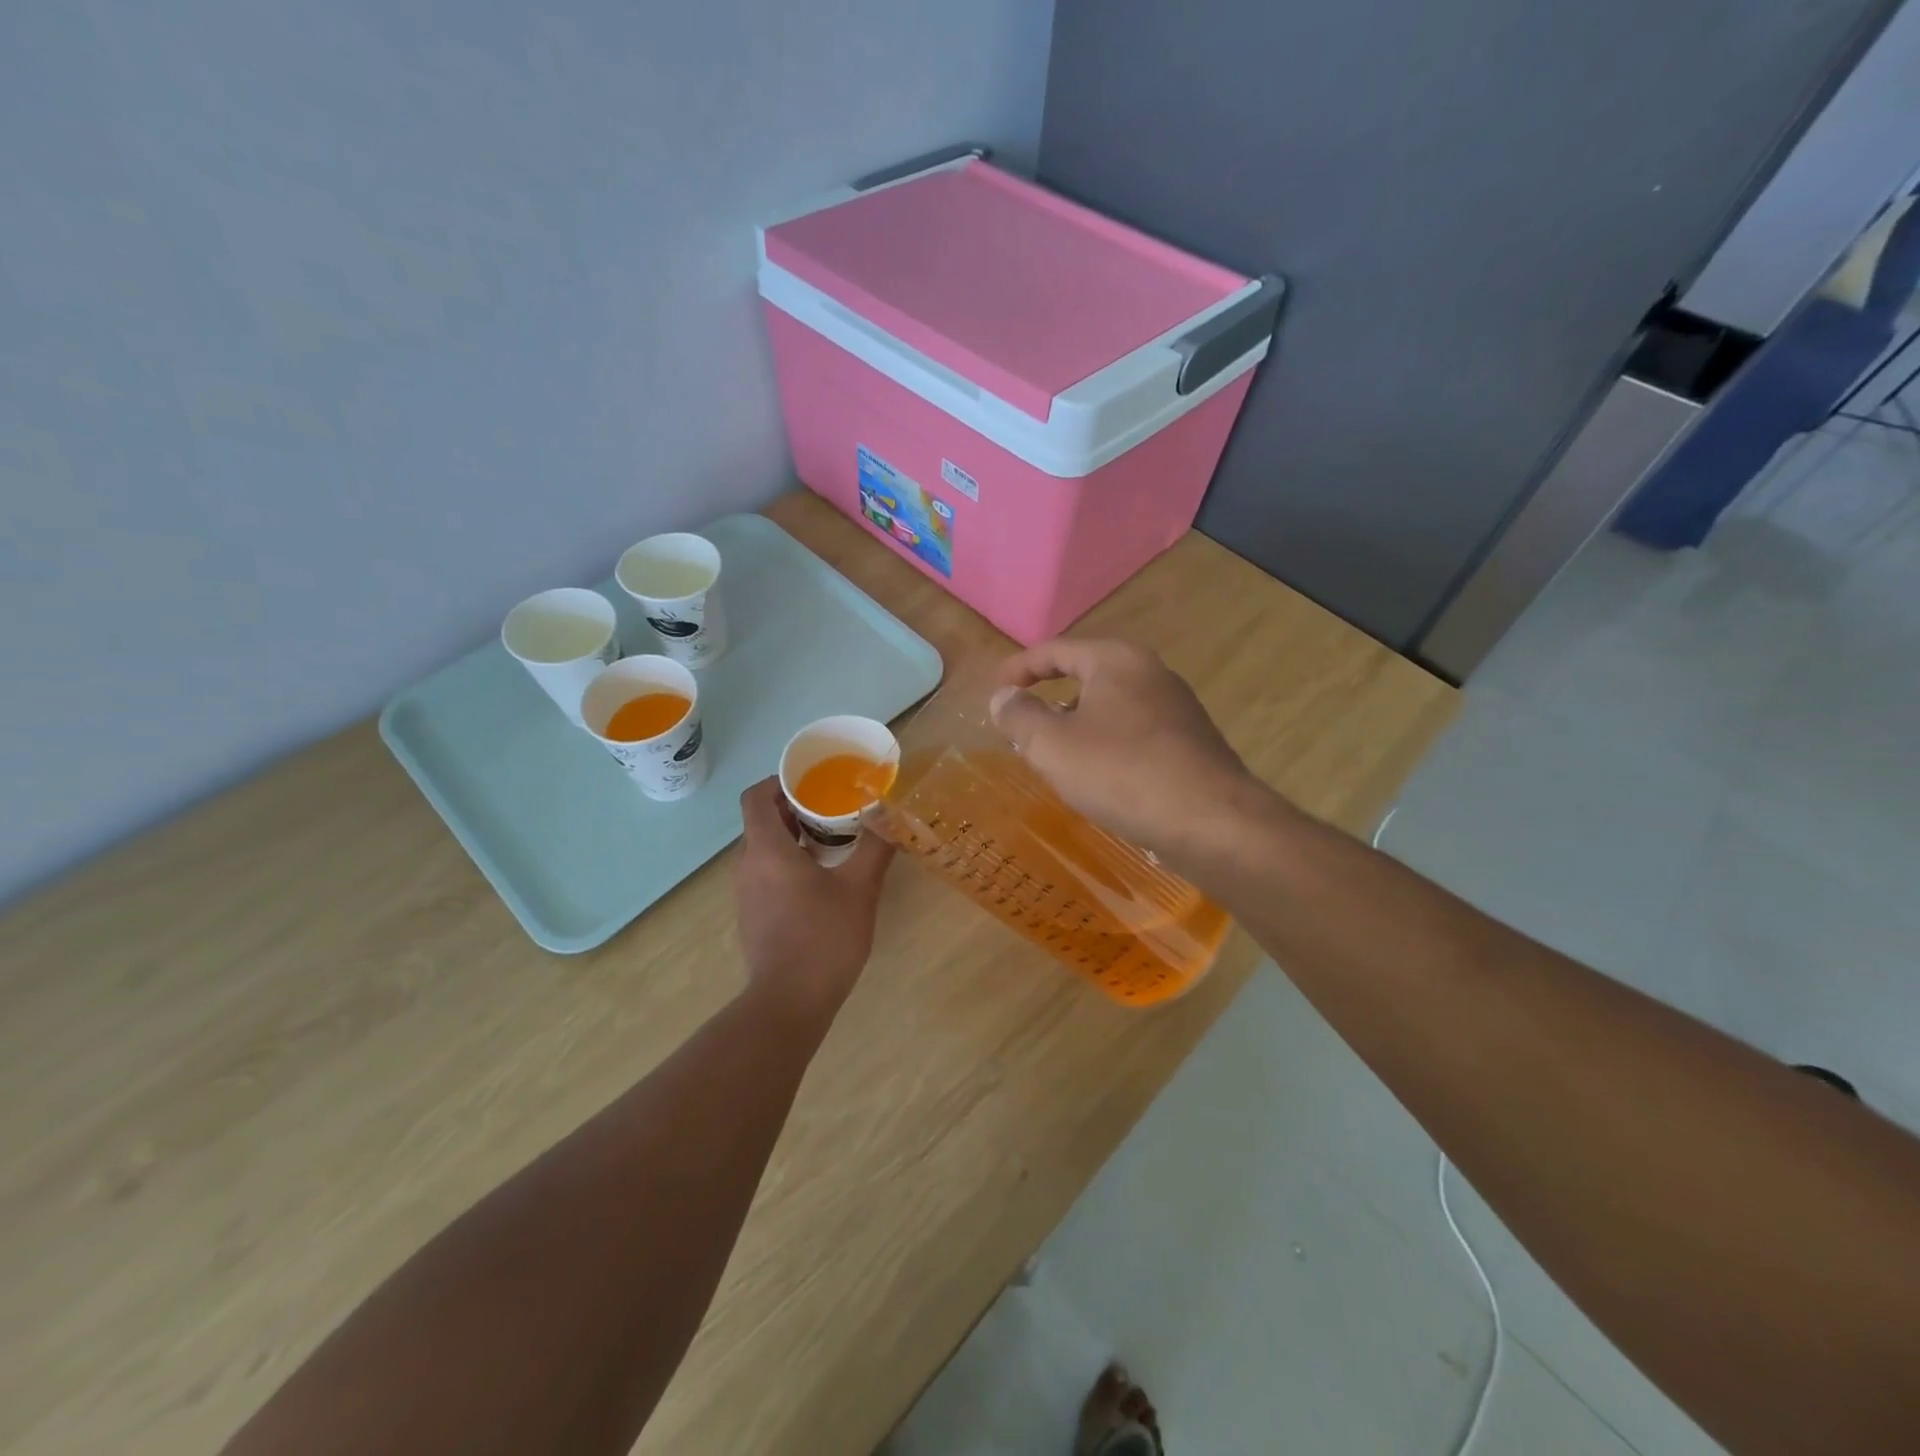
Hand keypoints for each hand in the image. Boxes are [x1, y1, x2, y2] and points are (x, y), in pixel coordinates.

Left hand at [732, 777, 894, 1016]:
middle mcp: (747, 865)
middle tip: (833, 808)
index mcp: (767, 850)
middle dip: (795, 808)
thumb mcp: (860, 888)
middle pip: (761, 821)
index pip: (755, 797)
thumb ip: (875, 846)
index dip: (779, 781)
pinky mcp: (751, 915)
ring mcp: (745, 893)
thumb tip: (890, 813)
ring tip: (833, 840)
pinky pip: (764, 873)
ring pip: (763, 848)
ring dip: (793, 837)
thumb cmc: (824, 937)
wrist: (790, 1002)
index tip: (811, 782)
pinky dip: (787, 862)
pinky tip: (821, 878)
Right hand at [991, 639, 1257, 864]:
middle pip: (1087, 675)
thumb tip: (1003, 697)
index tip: (996, 687)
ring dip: (1078, 725)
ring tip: (1056, 756)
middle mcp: (1151, 673)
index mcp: (1116, 660)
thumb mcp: (1053, 745)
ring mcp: (1177, 707)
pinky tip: (1100, 777)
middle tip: (1023, 725)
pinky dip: (1107, 744)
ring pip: (1112, 707)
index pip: (1057, 649)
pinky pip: (1134, 733)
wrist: (1212, 822)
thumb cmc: (1122, 773)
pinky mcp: (1191, 742)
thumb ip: (1020, 716)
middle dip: (1050, 698)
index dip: (1020, 667)